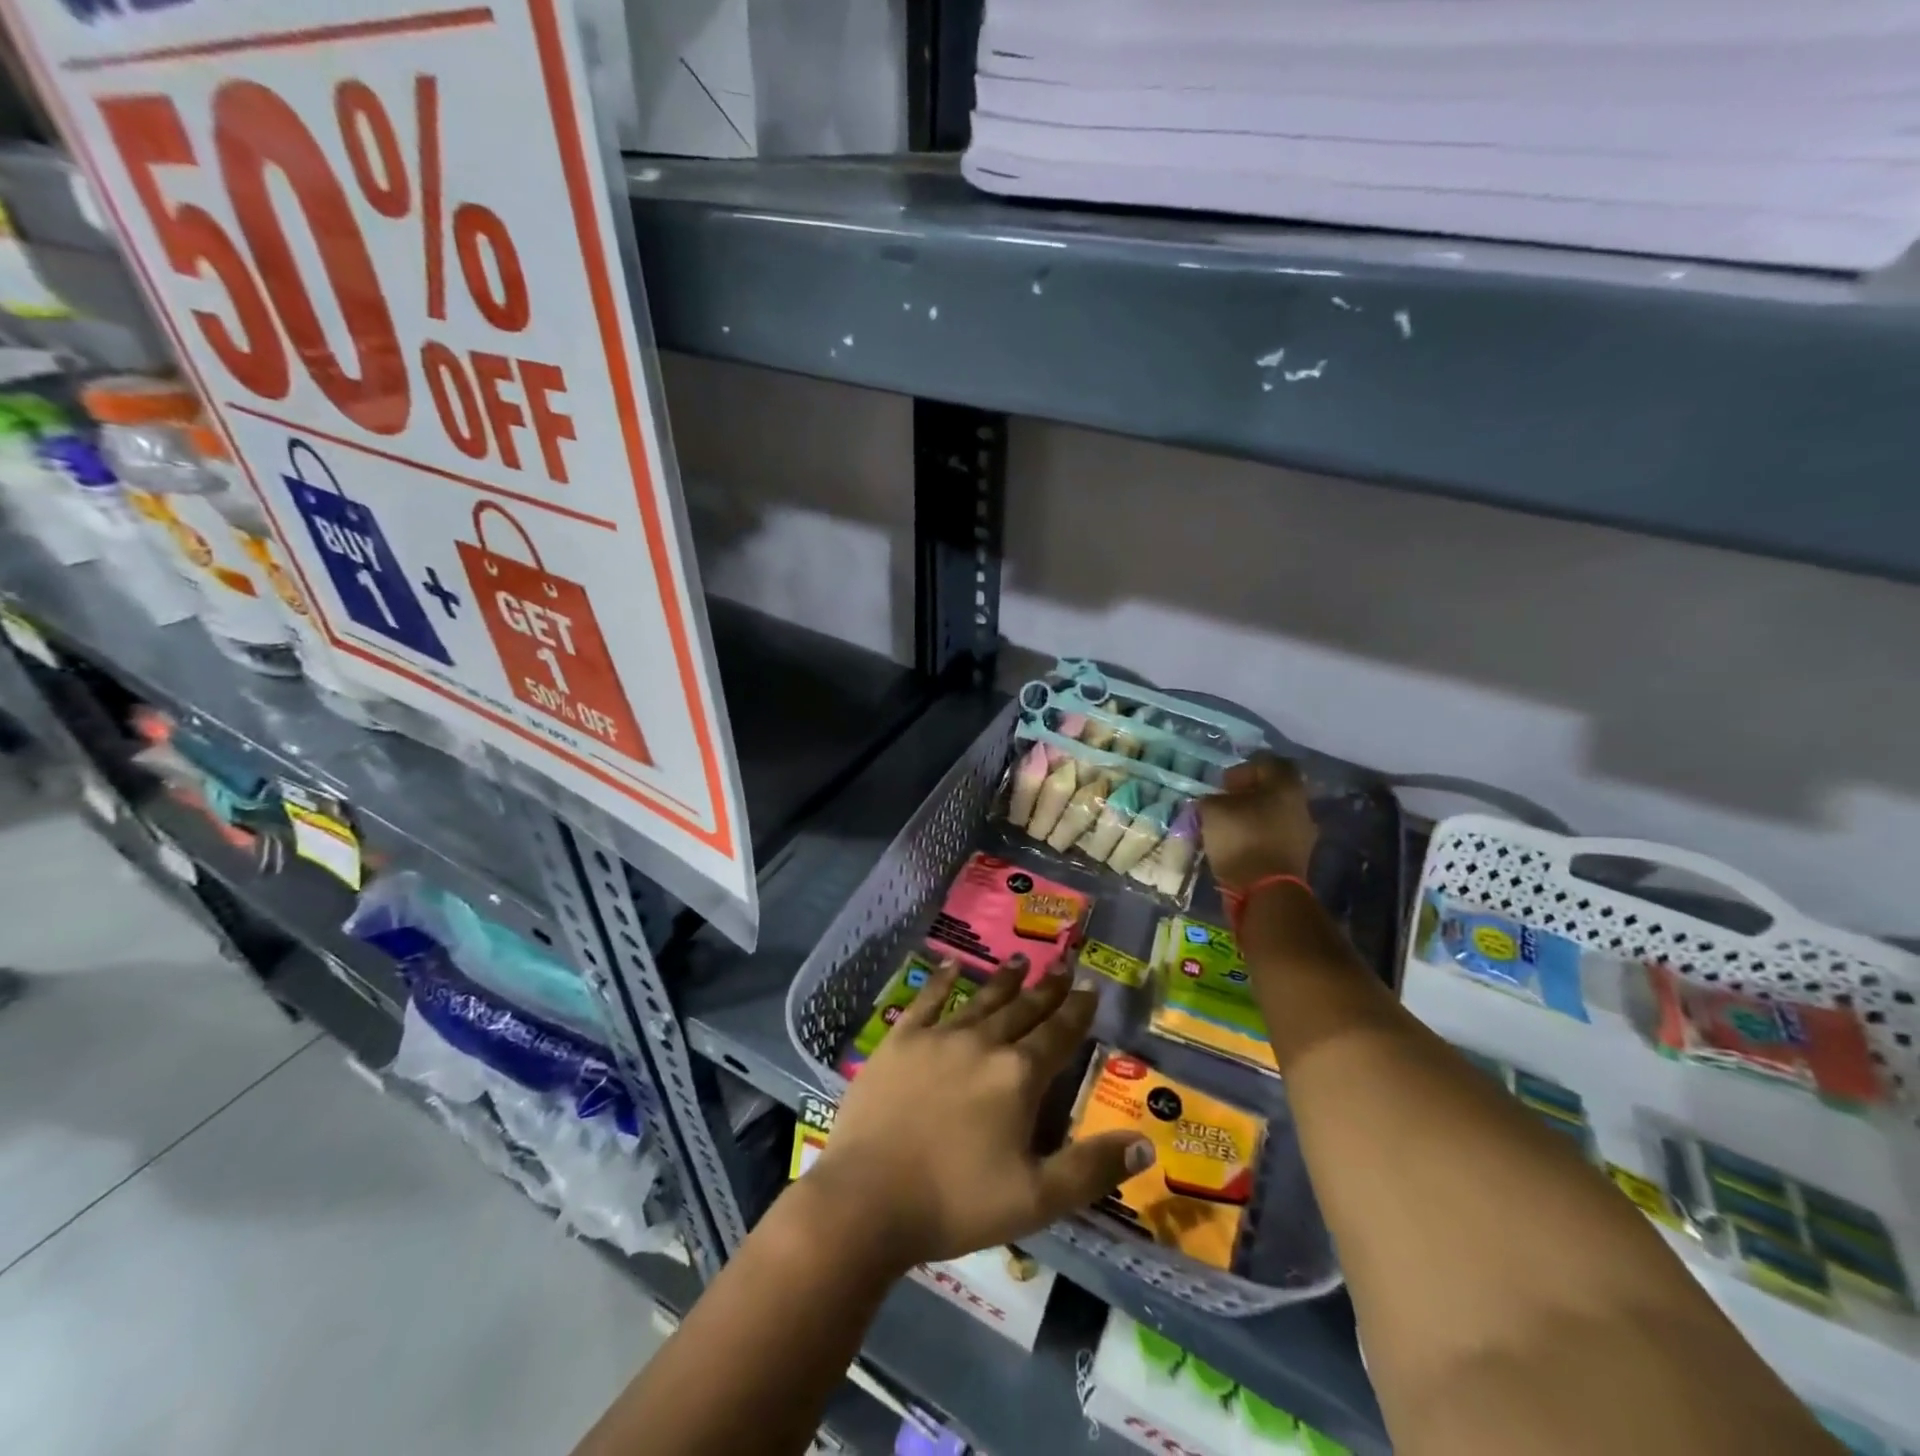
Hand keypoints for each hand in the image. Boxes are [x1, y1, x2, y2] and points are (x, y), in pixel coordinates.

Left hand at [808, 956, 1153, 1271]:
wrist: (868, 1198)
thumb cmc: (956, 1202)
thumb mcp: (1037, 1199)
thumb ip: (1091, 1169)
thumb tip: (1144, 1140)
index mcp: (1018, 1076)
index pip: (1057, 1035)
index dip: (1077, 1012)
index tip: (1090, 988)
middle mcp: (983, 1043)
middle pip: (1023, 1010)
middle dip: (1046, 988)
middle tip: (1062, 964)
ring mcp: (939, 1037)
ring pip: (981, 999)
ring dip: (1004, 980)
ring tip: (1021, 961)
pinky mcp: (900, 1040)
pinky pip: (927, 1001)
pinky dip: (941, 980)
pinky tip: (950, 964)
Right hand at [1199, 752, 1318, 891]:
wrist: (1266, 891)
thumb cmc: (1241, 839)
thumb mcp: (1212, 810)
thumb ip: (1211, 799)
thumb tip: (1213, 803)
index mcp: (1286, 787)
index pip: (1269, 763)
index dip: (1243, 769)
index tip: (1223, 785)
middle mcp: (1301, 806)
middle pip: (1272, 792)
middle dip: (1246, 796)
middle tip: (1223, 805)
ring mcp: (1303, 835)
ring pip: (1273, 816)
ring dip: (1250, 819)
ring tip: (1225, 829)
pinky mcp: (1297, 859)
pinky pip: (1273, 839)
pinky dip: (1255, 839)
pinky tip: (1235, 847)